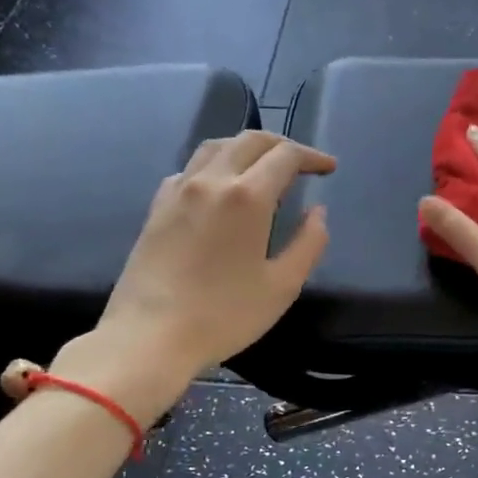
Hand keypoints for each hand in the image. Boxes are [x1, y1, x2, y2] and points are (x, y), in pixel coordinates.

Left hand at [49, 130, 334, 414]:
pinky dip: (214, 166)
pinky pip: (189, 169)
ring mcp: (178, 191)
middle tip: (302, 164)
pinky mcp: (157, 207)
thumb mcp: (282, 286)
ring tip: (262, 168)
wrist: (149, 336)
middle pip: (249, 141)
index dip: (312, 157)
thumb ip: (308, 244)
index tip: (328, 168)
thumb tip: (317, 214)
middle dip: (281, 145)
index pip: (285, 156)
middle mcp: (210, 181)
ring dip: (245, 149)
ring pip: (215, 147)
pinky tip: (219, 190)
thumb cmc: (223, 315)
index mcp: (247, 196)